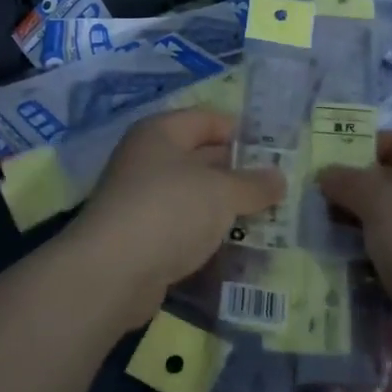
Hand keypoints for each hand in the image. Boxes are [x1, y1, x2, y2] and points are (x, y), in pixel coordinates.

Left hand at [65, 109, 283, 329]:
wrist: (112, 272)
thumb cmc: (169, 211)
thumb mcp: (222, 192)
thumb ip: (253, 184)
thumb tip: (279, 177)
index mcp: (161, 133)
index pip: (207, 119)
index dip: (241, 132)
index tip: (276, 152)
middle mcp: (147, 160)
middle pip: (201, 157)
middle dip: (238, 173)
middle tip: (279, 189)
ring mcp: (142, 200)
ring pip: (194, 196)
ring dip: (226, 207)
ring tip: (269, 219)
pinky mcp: (142, 237)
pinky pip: (184, 227)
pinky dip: (208, 234)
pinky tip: (237, 246)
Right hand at [316, 132, 391, 360]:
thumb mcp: (383, 203)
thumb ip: (350, 182)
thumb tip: (326, 173)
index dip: (356, 146)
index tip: (317, 162)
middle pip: (384, 184)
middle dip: (346, 192)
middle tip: (304, 202)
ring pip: (382, 224)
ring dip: (349, 229)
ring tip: (310, 234)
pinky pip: (387, 258)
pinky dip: (362, 260)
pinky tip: (333, 266)